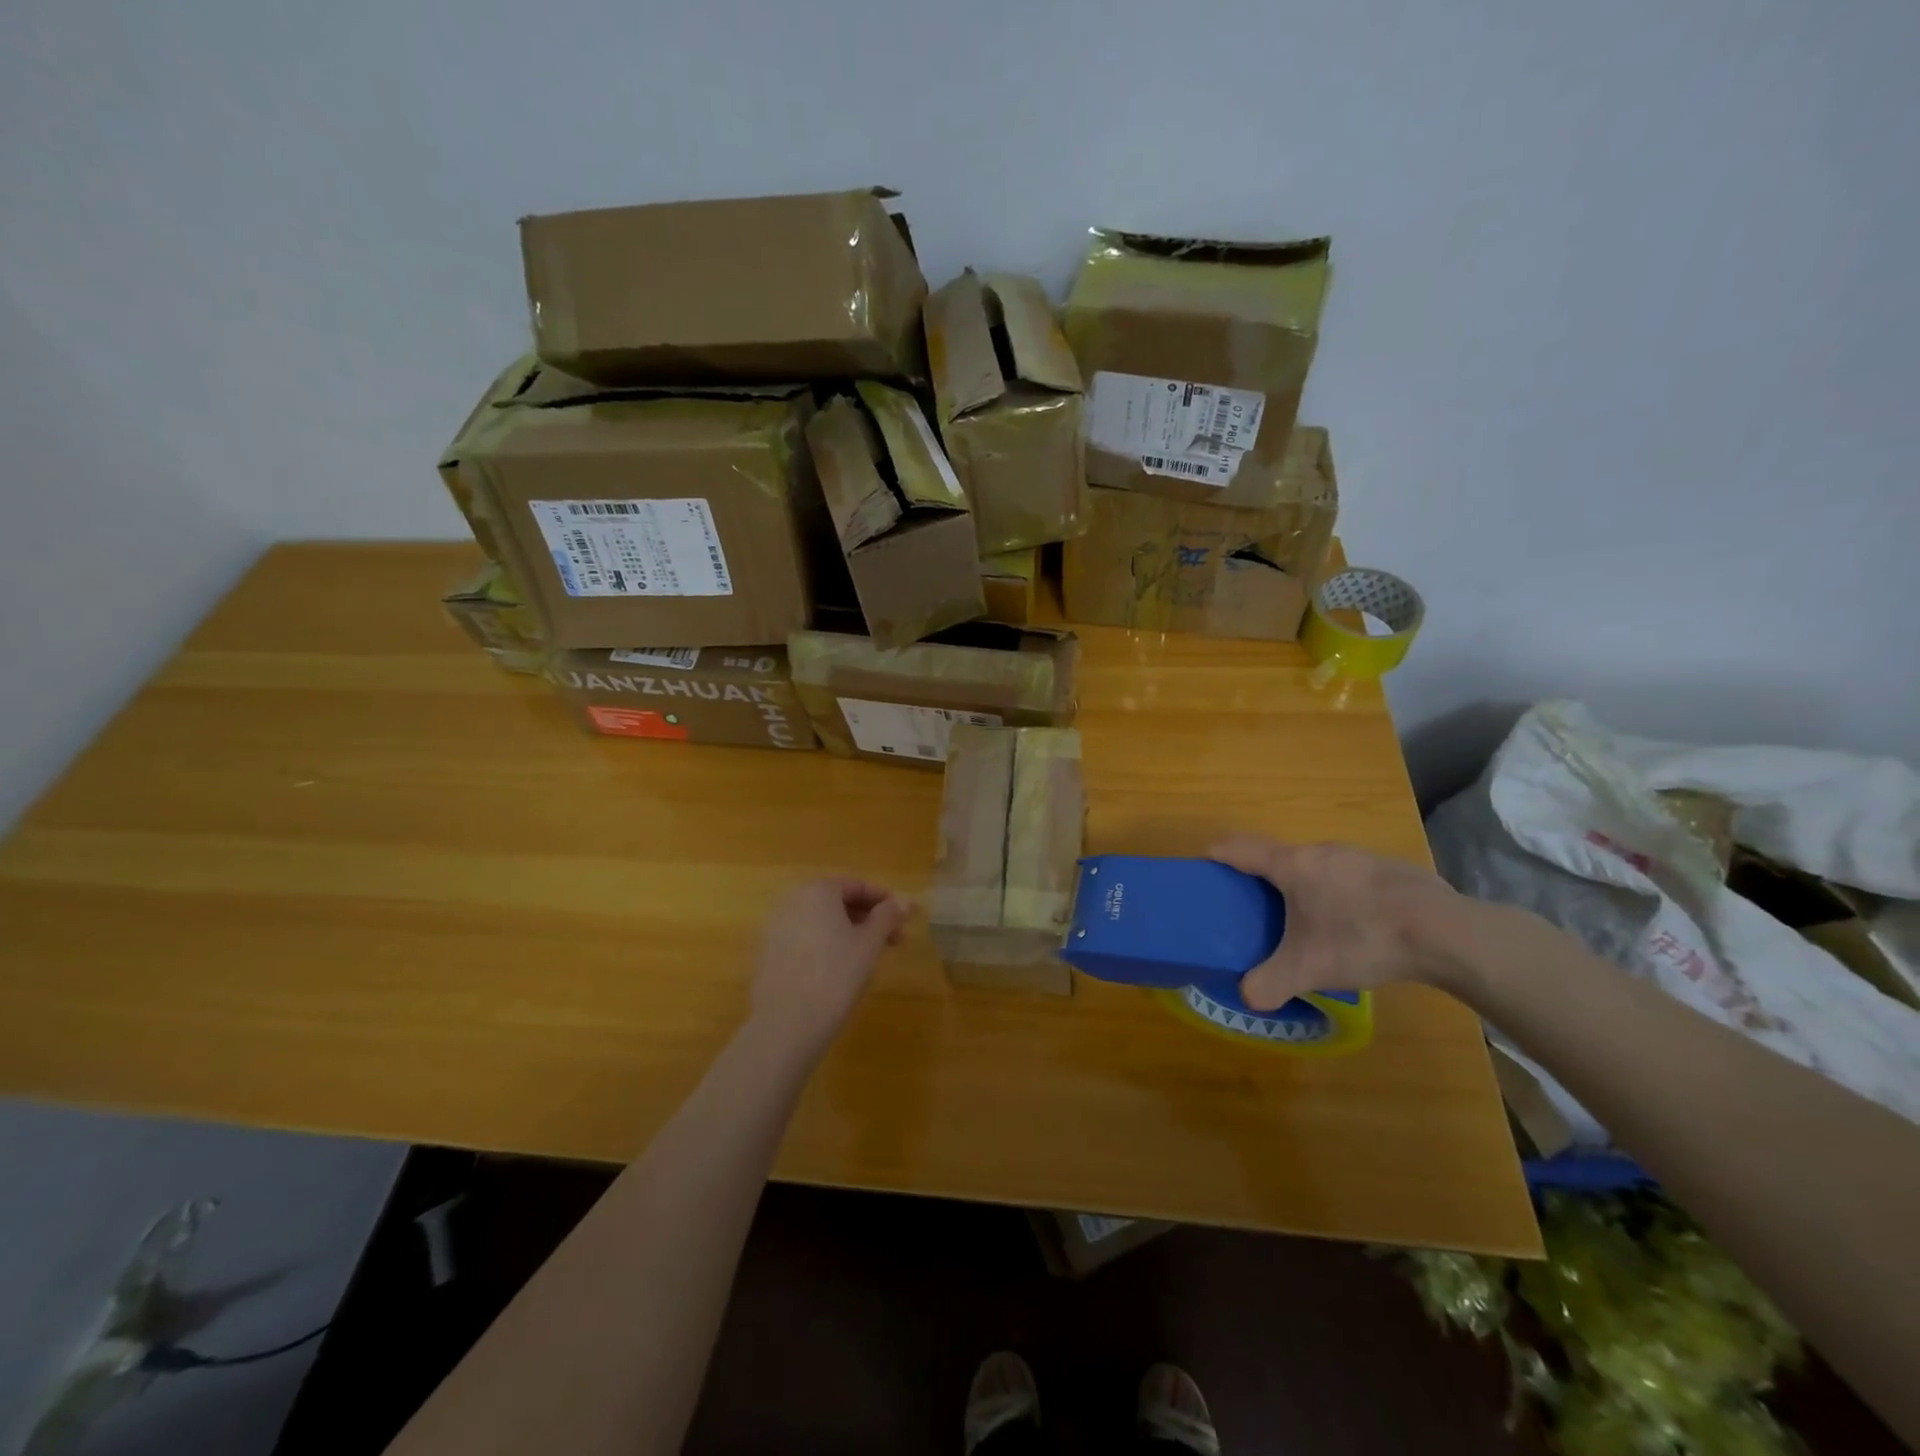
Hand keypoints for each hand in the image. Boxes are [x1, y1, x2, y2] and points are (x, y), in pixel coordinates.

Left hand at [749, 876, 912, 1051]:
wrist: (786, 1024)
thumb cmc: (836, 976)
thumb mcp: (870, 944)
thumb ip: (888, 916)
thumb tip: (907, 900)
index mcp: (817, 890)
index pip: (857, 885)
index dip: (884, 901)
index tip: (903, 920)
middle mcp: (792, 900)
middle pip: (837, 901)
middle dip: (868, 917)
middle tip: (892, 940)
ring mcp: (776, 926)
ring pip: (821, 920)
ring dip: (848, 931)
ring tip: (869, 956)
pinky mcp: (768, 952)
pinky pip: (804, 937)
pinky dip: (825, 944)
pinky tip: (839, 969)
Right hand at [1208, 836, 1472, 1011]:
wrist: (1446, 932)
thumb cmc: (1362, 937)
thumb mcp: (1308, 968)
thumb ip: (1270, 983)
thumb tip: (1247, 997)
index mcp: (1292, 865)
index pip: (1240, 848)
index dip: (1217, 853)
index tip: (1203, 863)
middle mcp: (1321, 851)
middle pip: (1279, 856)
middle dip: (1263, 878)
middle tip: (1256, 908)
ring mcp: (1359, 856)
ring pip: (1318, 866)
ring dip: (1305, 886)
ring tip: (1308, 921)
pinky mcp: (1391, 870)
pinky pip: (1350, 877)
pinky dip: (1341, 894)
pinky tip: (1357, 926)